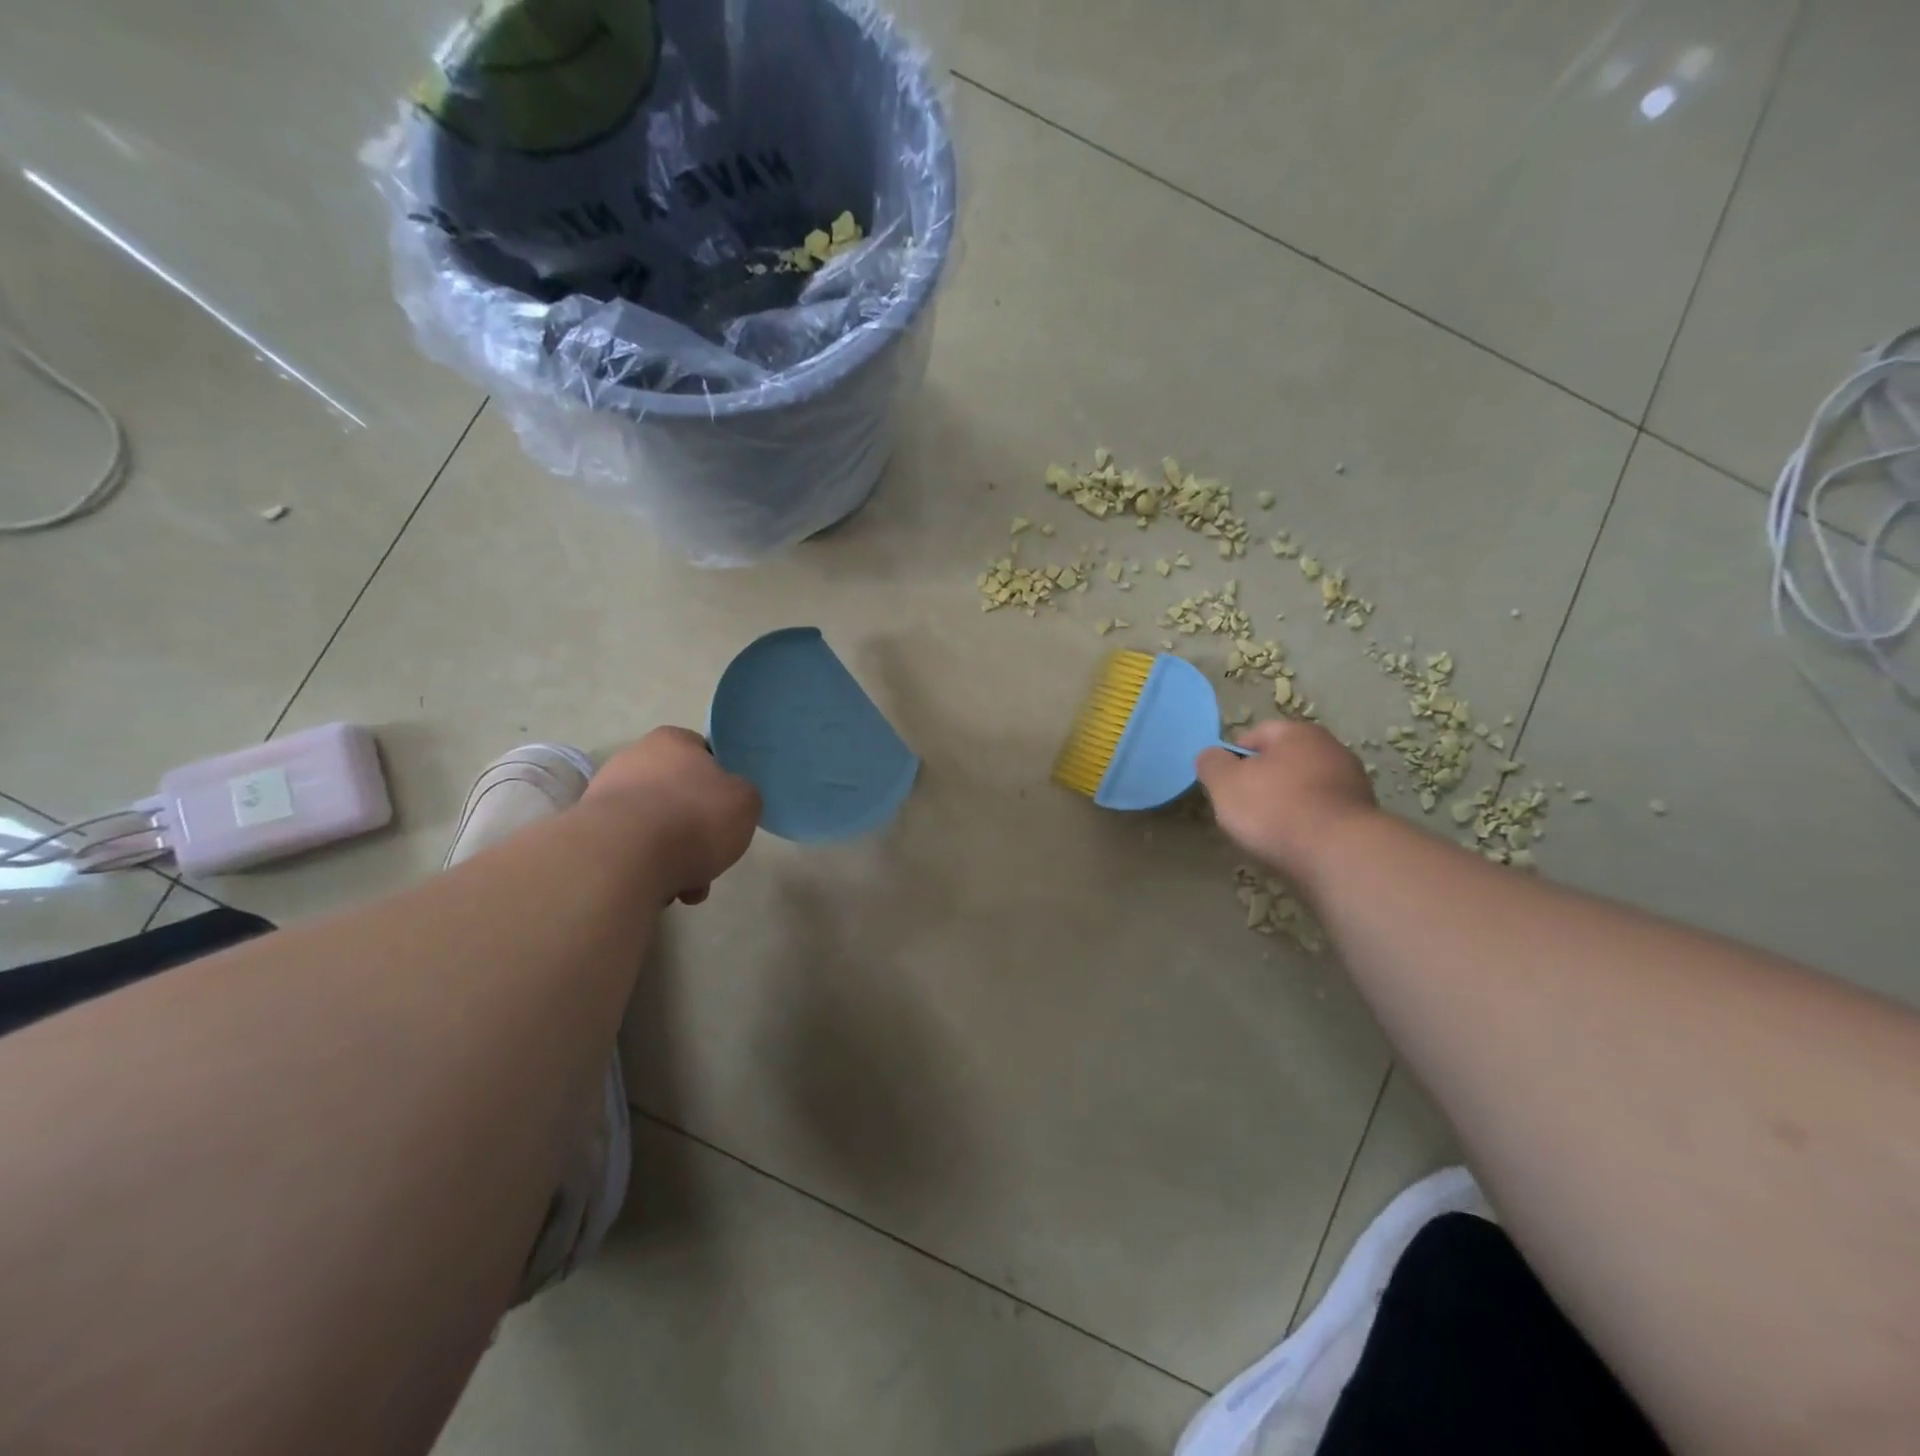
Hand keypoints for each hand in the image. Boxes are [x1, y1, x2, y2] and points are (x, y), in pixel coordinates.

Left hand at [583, 727, 760, 903]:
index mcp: (672, 741)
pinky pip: (629, 851)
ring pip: (653, 827)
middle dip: (695, 830)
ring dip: (672, 855)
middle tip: (711, 858)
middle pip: (677, 795)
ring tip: (686, 888)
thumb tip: (727, 803)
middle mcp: (633, 759)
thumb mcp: (745, 801)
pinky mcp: (587, 833)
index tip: (727, 812)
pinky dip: (646, 869)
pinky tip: (658, 891)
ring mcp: (605, 796)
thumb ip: (742, 795)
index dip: (720, 783)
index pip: (702, 753)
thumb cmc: (694, 817)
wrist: (623, 858)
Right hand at [1195, 720, 1377, 882]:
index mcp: (1297, 733)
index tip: (1224, 785)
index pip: (1255, 735)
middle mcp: (1331, 749)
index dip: (1234, 758)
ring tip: (1268, 832)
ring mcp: (1352, 783)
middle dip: (1262, 782)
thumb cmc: (1275, 808)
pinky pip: (1322, 814)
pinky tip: (1295, 844)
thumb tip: (1211, 755)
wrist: (1338, 855)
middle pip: (1282, 762)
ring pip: (1304, 788)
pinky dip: (1307, 825)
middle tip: (1242, 809)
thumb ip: (1211, 763)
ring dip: (1286, 805)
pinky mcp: (1363, 817)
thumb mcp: (1225, 783)